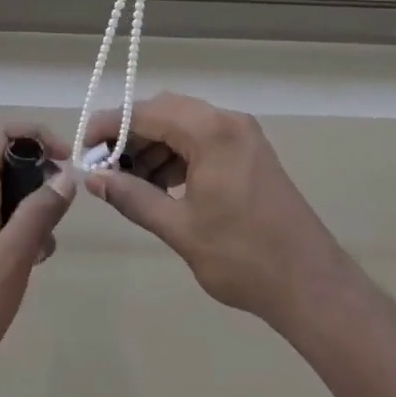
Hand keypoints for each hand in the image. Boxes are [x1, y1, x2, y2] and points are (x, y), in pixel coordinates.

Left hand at [0, 125, 75, 396]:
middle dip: (41, 176)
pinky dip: (24, 236)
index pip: (1, 136)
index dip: (37, 136)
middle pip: (7, 164)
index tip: (68, 160)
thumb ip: (38, 213)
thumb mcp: (10, 259)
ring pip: (8, 198)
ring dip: (35, 211)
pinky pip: (3, 229)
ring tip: (48, 244)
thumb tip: (66, 175)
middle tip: (64, 207)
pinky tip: (36, 264)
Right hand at [85, 93, 347, 331]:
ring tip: (130, 182)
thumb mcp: (179, 228)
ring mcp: (243, 135)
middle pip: (165, 111)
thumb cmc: (242, 257)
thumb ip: (132, 197)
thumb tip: (94, 179)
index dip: (110, 126)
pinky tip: (162, 185)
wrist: (311, 285)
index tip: (84, 148)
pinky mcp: (250, 152)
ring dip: (154, 146)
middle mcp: (228, 122)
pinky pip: (203, 139)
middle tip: (105, 167)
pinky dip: (178, 155)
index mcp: (211, 132)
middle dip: (131, 134)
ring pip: (183, 124)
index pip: (146, 112)